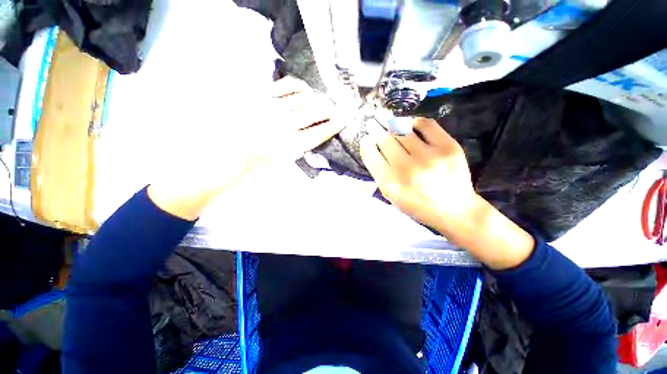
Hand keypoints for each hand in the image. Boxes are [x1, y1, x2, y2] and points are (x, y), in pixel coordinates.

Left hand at [148, 76, 343, 219]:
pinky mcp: (257, 98)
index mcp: (291, 146)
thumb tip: (310, 139)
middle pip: (315, 111)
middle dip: (330, 109)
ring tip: (321, 100)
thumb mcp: (280, 169)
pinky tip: (302, 90)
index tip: (345, 117)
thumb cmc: (251, 172)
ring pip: (302, 97)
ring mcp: (270, 109)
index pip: (320, 131)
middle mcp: (284, 125)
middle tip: (336, 108)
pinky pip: (283, 87)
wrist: (216, 161)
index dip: (335, 124)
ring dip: (316, 97)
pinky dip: (296, 87)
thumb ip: (298, 151)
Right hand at [360, 117, 476, 232]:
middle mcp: (407, 169)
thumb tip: (372, 146)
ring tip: (384, 118)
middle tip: (372, 122)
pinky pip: (426, 125)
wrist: (454, 210)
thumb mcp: (391, 196)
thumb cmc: (417, 205)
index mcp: (391, 184)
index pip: (372, 156)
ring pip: (403, 132)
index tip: (366, 138)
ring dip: (390, 123)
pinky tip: (408, 123)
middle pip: (385, 140)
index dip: (366, 144)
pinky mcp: (448, 147)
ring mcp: (429, 157)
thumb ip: (379, 173)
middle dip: (376, 129)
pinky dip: (414, 121)